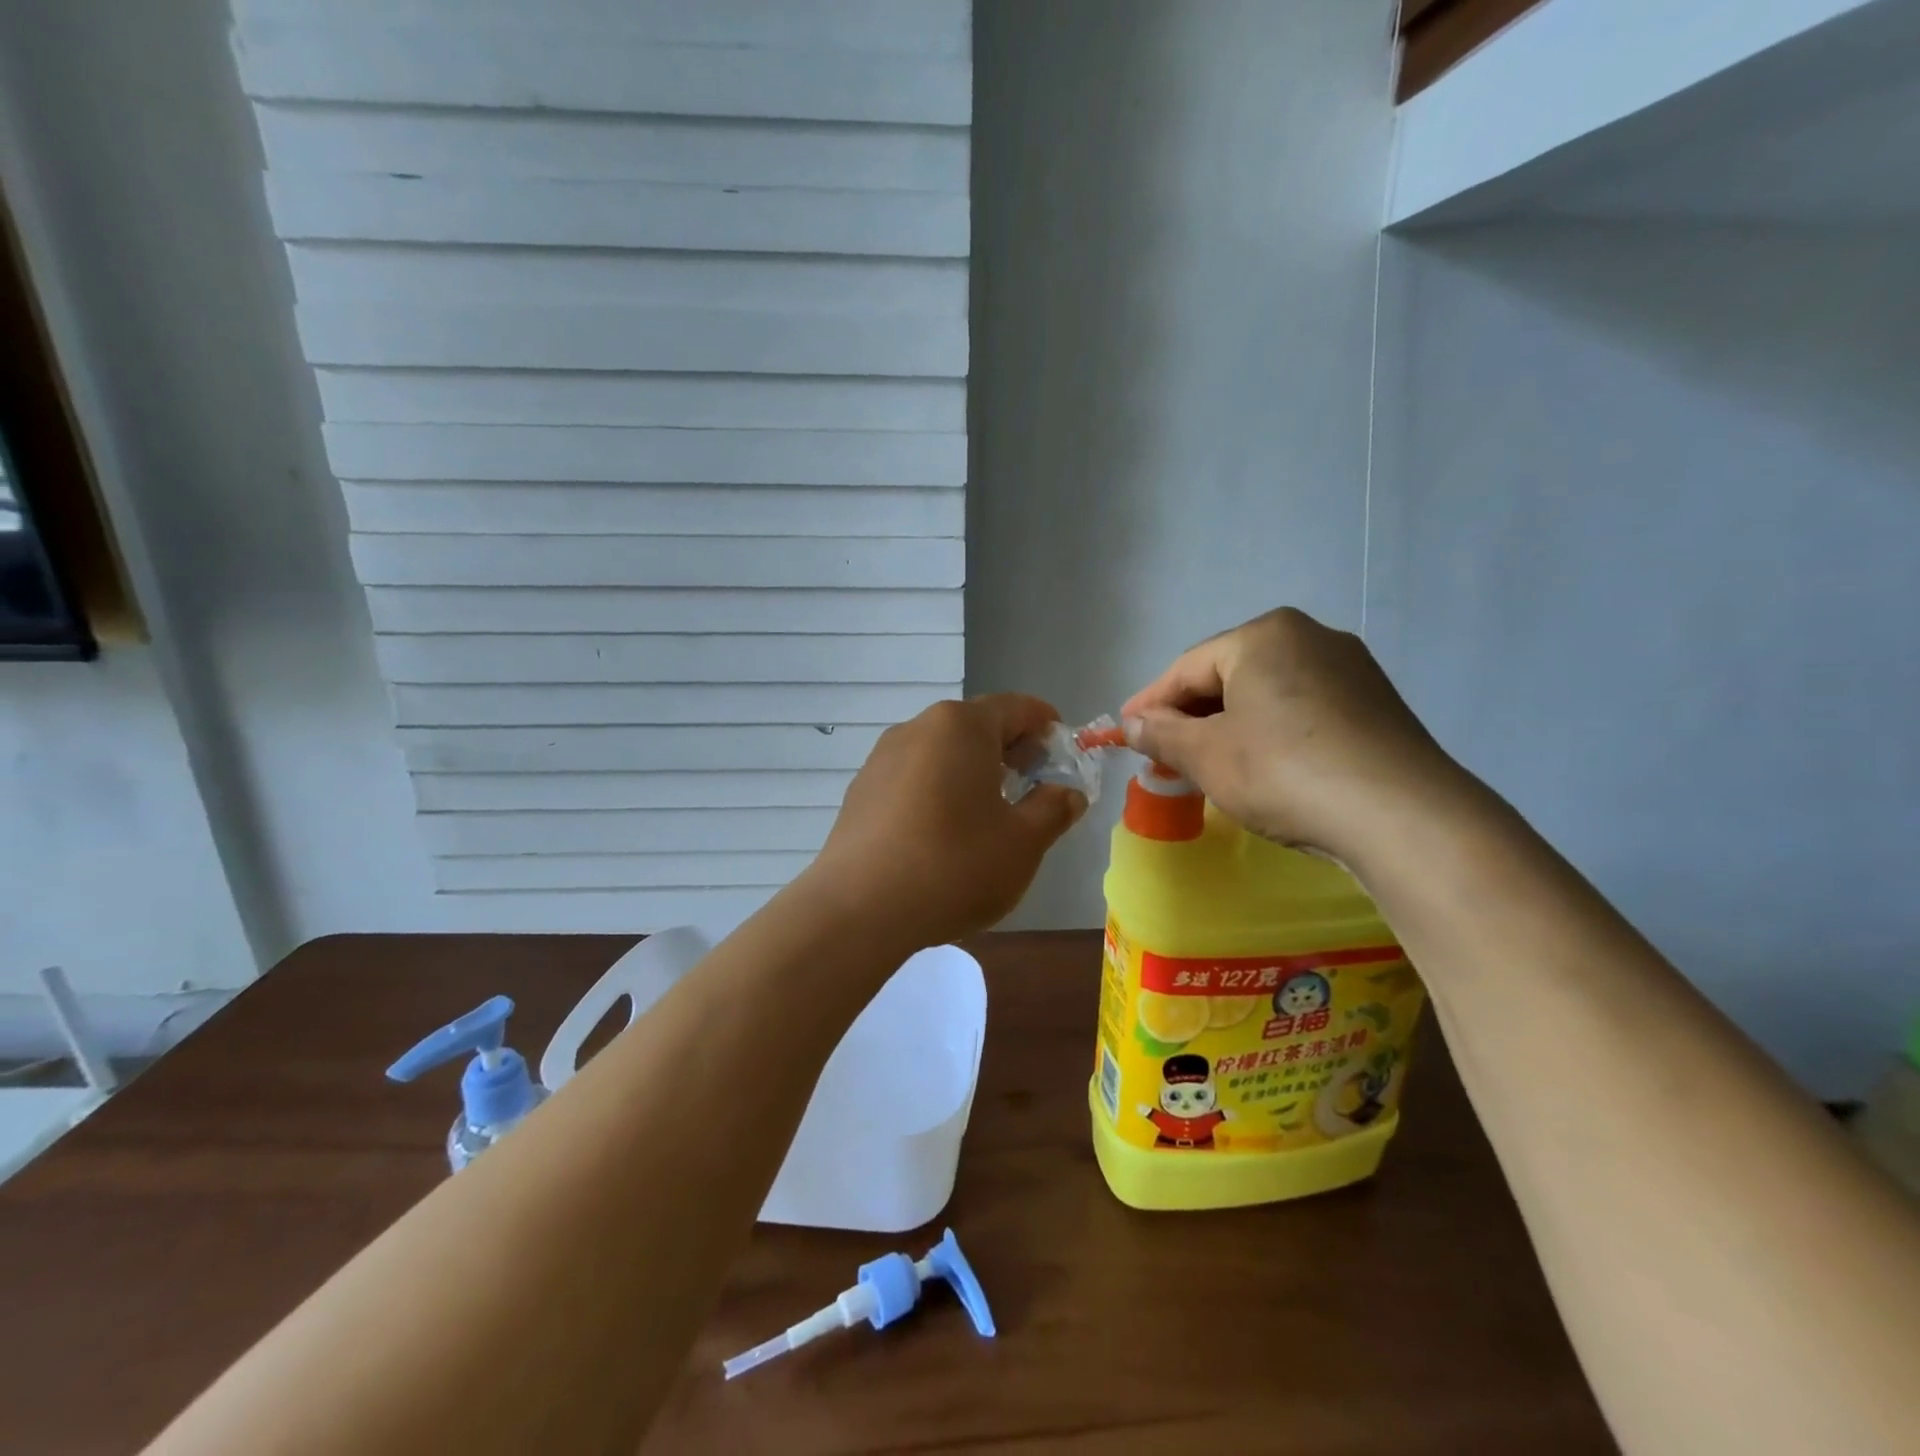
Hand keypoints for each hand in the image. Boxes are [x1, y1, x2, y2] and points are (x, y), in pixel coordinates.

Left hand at [804, 695, 1086, 950]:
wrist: (859, 909)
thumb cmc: (954, 866)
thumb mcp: (1023, 843)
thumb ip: (1053, 809)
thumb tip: (1067, 793)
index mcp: (962, 726)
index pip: (1017, 707)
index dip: (1046, 726)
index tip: (1063, 753)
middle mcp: (918, 728)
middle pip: (976, 726)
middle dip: (1010, 749)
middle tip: (1032, 786)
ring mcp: (882, 758)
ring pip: (941, 752)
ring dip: (972, 771)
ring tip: (988, 813)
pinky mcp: (861, 790)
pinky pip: (913, 777)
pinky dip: (938, 790)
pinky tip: (942, 833)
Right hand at [1120, 608, 1461, 861]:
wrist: (1401, 815)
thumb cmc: (1283, 772)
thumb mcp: (1207, 755)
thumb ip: (1161, 735)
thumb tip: (1131, 725)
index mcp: (1263, 635)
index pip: (1187, 668)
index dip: (1149, 704)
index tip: (1123, 733)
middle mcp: (1309, 637)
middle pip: (1228, 676)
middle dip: (1191, 716)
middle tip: (1165, 754)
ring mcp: (1350, 668)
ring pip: (1266, 693)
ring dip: (1230, 725)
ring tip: (1210, 764)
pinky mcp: (1375, 703)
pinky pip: (1302, 709)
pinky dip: (1270, 732)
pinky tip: (1264, 766)